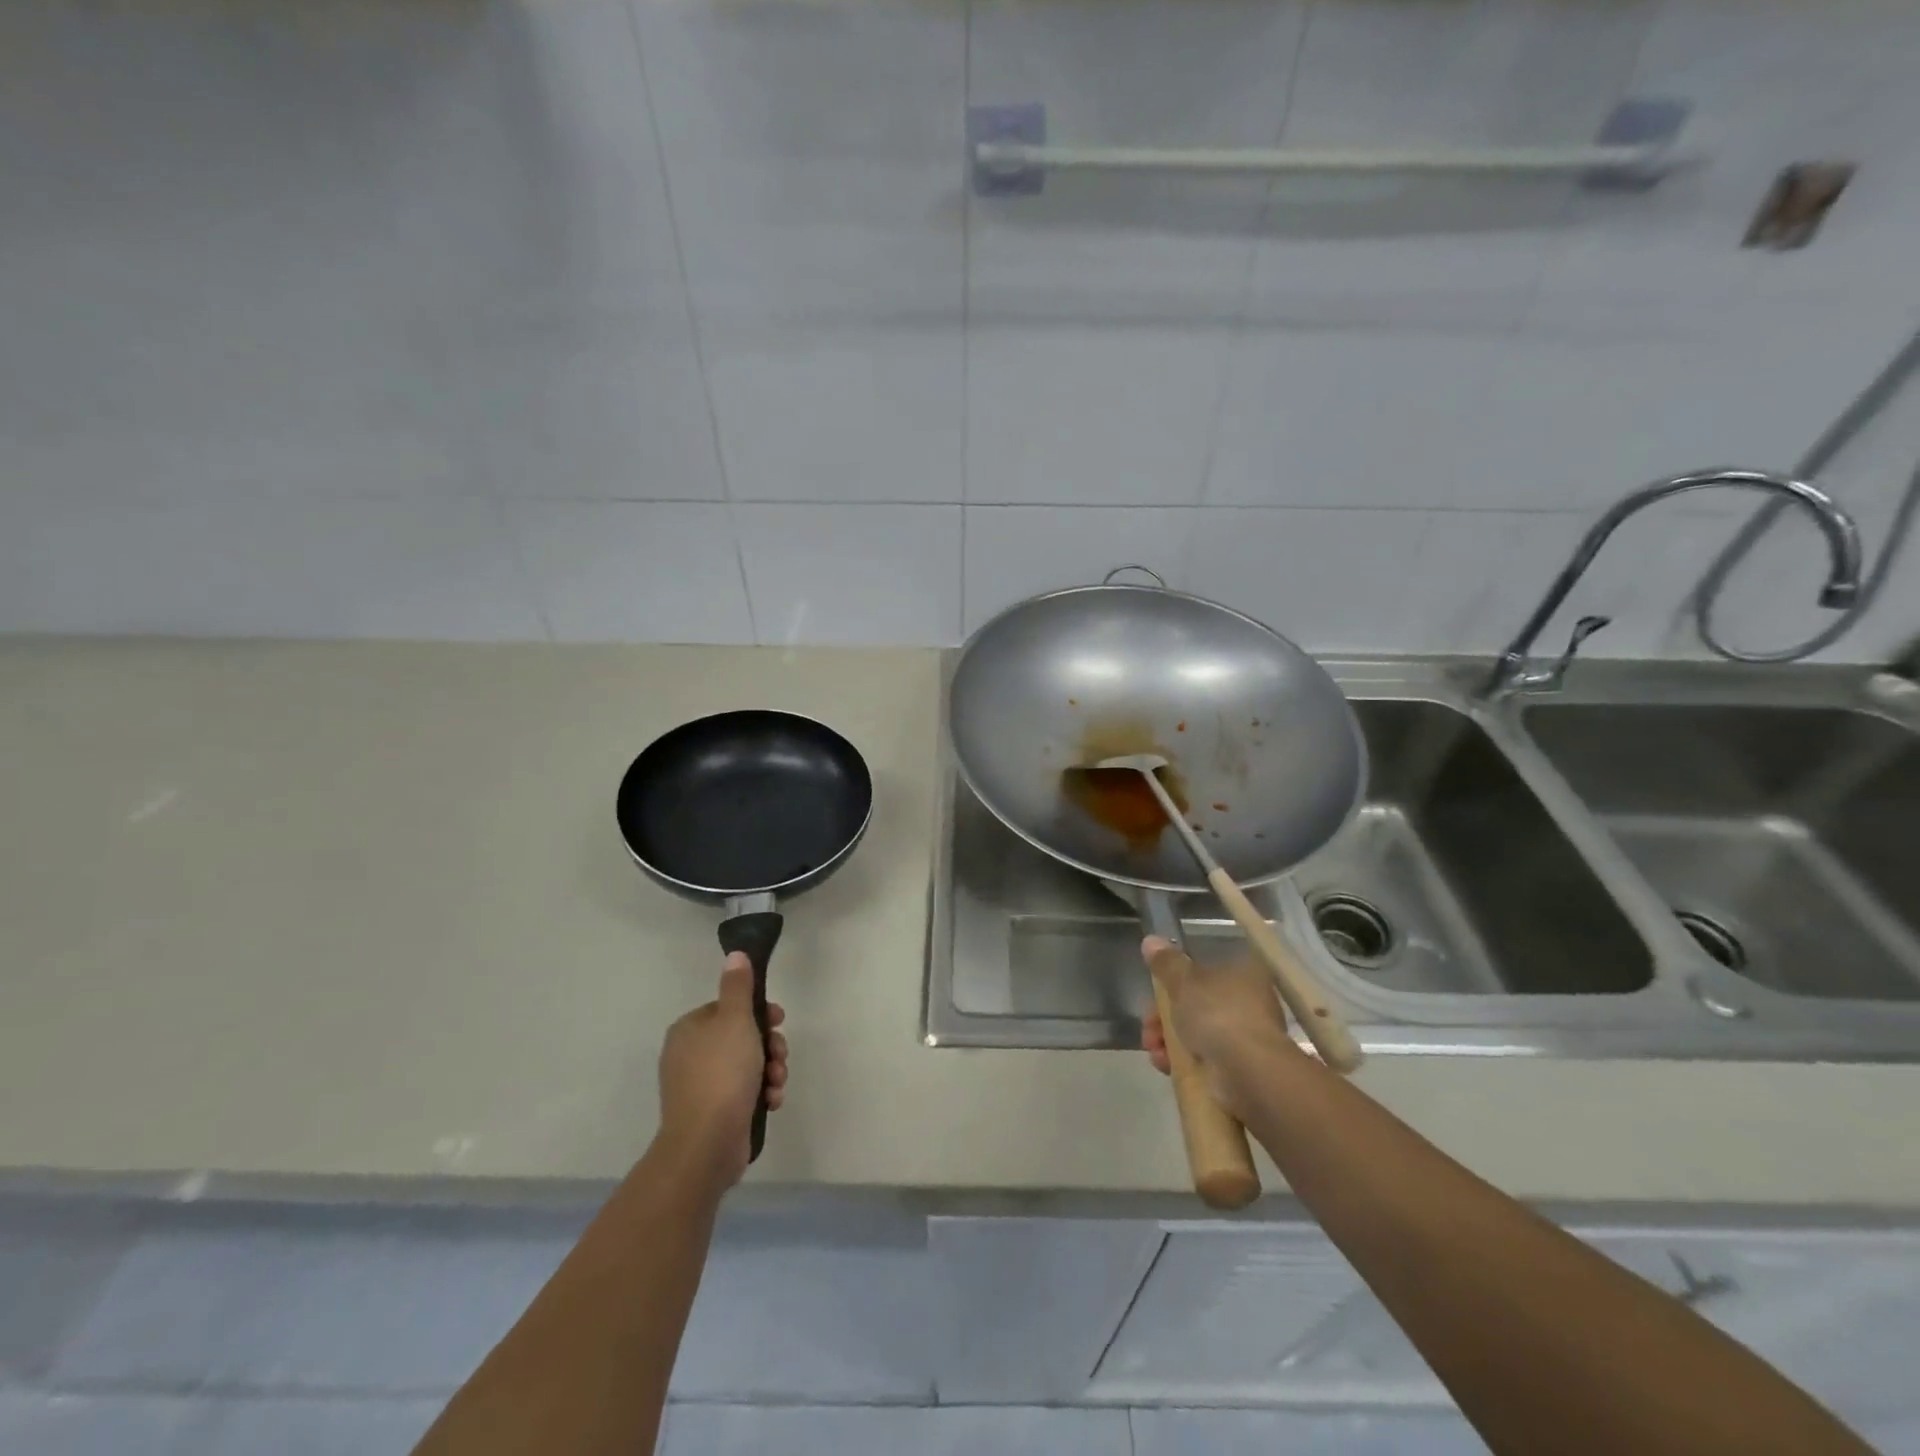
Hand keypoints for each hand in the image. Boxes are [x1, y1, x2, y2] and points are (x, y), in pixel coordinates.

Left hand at [656, 953, 788, 1185]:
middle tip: (779, 1055)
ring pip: (747, 1065)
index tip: (779, 1021)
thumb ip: (738, 986)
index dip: (759, 1012)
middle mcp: (690, 1055)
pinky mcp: (713, 1113)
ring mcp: (700, 1086)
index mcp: (689, 1029)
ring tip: (776, 1082)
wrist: (706, 1144)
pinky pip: (743, 1092)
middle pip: (742, 1036)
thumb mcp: (735, 1020)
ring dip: (770, 1070)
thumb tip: (735, 954)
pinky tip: (771, 1101)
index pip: (729, 1008)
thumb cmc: (721, 1073)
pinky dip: (761, 1093)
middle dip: (769, 1046)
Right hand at [1141, 935, 1295, 1117]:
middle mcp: (1249, 1002)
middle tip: (1149, 1025)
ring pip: (1196, 1032)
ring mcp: (1245, 1036)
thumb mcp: (1183, 980)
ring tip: (1154, 1049)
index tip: (1154, 992)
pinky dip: (1183, 1060)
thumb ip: (1165, 962)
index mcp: (1243, 973)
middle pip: (1196, 1003)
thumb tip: (1150, 940)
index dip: (1174, 980)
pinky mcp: (1240, 1068)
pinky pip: (1204, 1058)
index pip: (1203, 971)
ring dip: (1168, 1039)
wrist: (1248, 1073)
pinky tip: (1165, 1065)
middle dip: (1164, 1015)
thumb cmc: (1217, 1014)